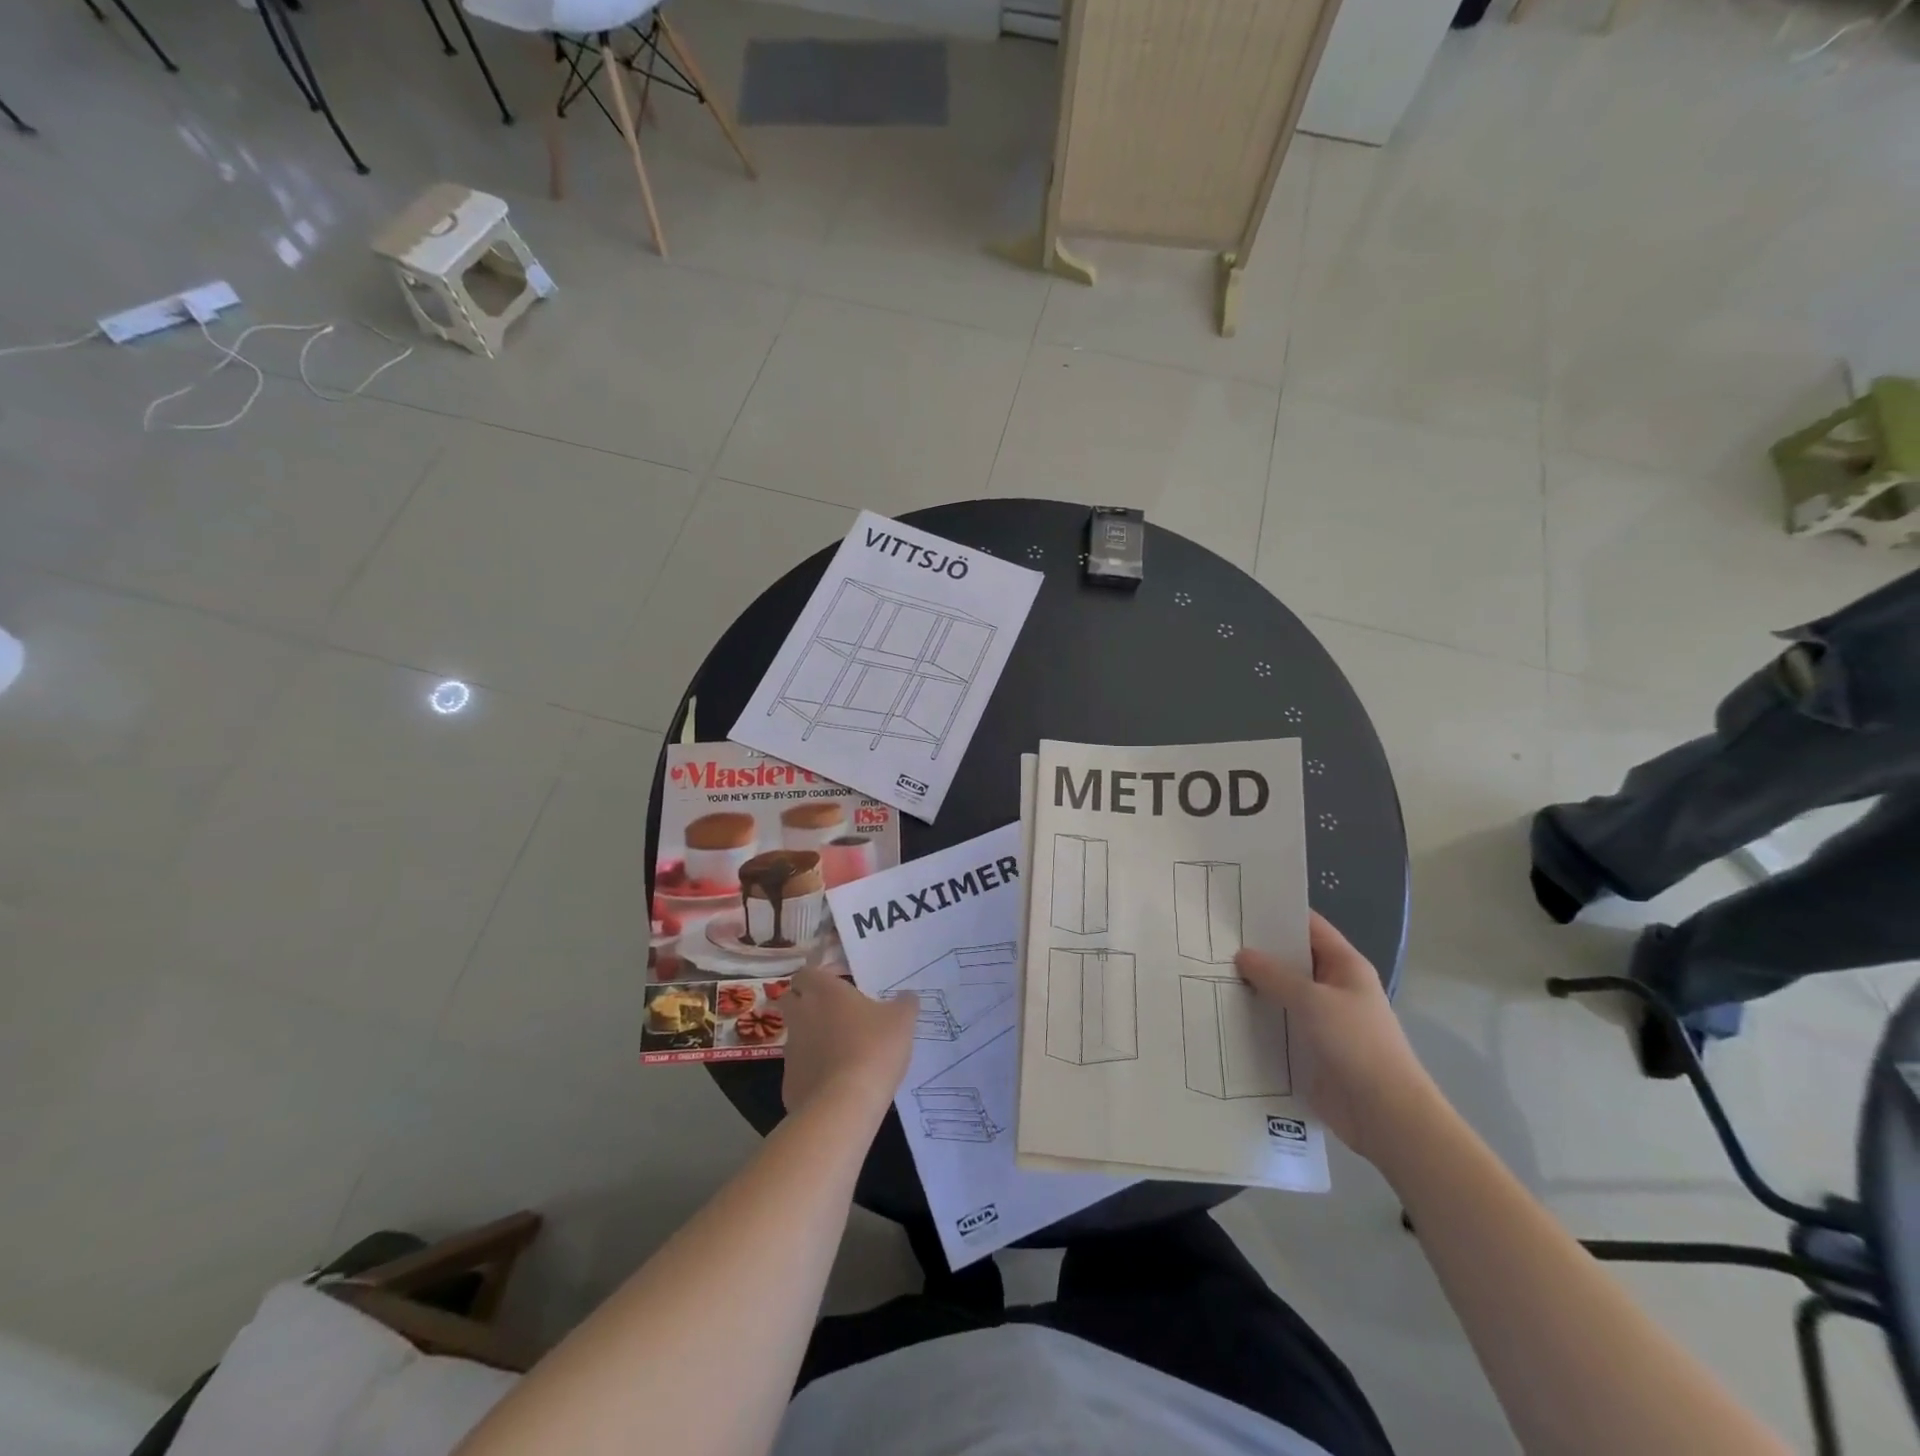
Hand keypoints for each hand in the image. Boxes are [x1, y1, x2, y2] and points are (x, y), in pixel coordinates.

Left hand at [780, 966, 917, 1115]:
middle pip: (791, 999)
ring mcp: (791, 1049)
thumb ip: (904, 1003)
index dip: (819, 977)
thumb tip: (906, 996)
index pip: (806, 973)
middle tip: (834, 1012)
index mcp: (824, 991)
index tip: (840, 984)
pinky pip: (799, 1068)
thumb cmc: (874, 1048)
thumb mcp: (902, 1020)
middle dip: (805, 1002)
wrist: (844, 1104)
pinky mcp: (789, 1081)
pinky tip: (836, 1080)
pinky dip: (813, 1069)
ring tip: (840, 1048)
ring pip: (795, 1034)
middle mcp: (801, 1015)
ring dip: (811, 1036)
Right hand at [1235, 912, 1438, 1162]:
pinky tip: (1224, 1012)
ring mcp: (1322, 1020)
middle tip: (1214, 938)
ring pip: (1282, 994)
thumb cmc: (1355, 1044)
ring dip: (1254, 987)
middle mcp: (1334, 988)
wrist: (1383, 1114)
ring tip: (1209, 972)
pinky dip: (1257, 1018)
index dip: (1278, 914)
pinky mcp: (1310, 1049)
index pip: (1309, 927)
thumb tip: (1242, 954)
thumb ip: (1274, 975)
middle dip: (1258, 951)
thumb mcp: (1312, 1000)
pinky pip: (1279, 1025)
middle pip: (1292, 960)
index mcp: (1346, 966)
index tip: (1239, 905)